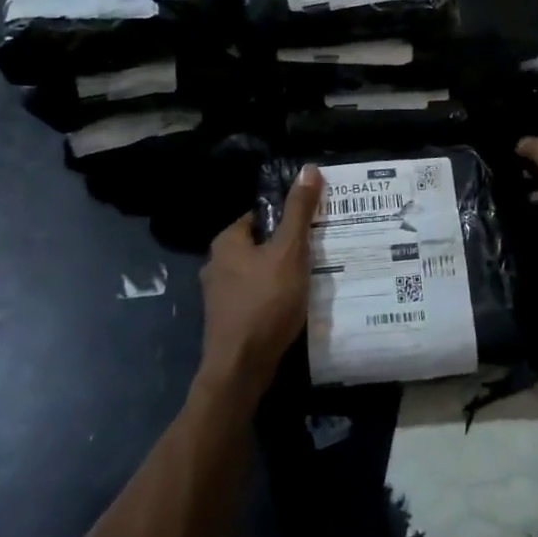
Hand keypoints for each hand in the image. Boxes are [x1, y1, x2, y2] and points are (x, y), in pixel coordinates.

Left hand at [197, 166, 323, 397]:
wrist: (241, 368)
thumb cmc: (265, 303)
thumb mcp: (289, 251)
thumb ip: (299, 212)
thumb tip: (308, 168)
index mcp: (227, 241)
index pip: (261, 215)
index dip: (289, 217)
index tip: (316, 223)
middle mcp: (217, 264)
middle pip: (261, 244)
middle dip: (288, 246)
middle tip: (321, 248)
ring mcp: (220, 294)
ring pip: (259, 272)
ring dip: (283, 273)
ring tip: (314, 276)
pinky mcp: (228, 319)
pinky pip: (257, 296)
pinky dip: (275, 296)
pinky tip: (296, 303)